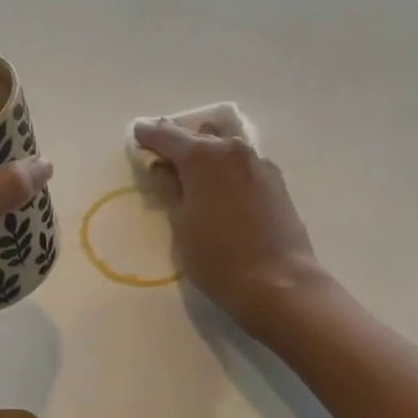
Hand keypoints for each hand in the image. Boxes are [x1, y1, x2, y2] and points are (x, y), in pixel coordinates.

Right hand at [131, 118, 324, 334]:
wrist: (278, 283)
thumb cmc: (218, 257)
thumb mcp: (181, 225)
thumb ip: (170, 190)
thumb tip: (165, 170)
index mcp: (203, 157)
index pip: (168, 136)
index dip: (150, 134)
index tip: (138, 134)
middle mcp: (232, 150)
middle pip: (199, 137)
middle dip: (179, 143)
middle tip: (163, 157)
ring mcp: (259, 164)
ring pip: (225, 148)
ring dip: (207, 155)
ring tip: (193, 174)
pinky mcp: (276, 182)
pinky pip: (243, 165)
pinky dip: (227, 170)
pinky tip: (221, 189)